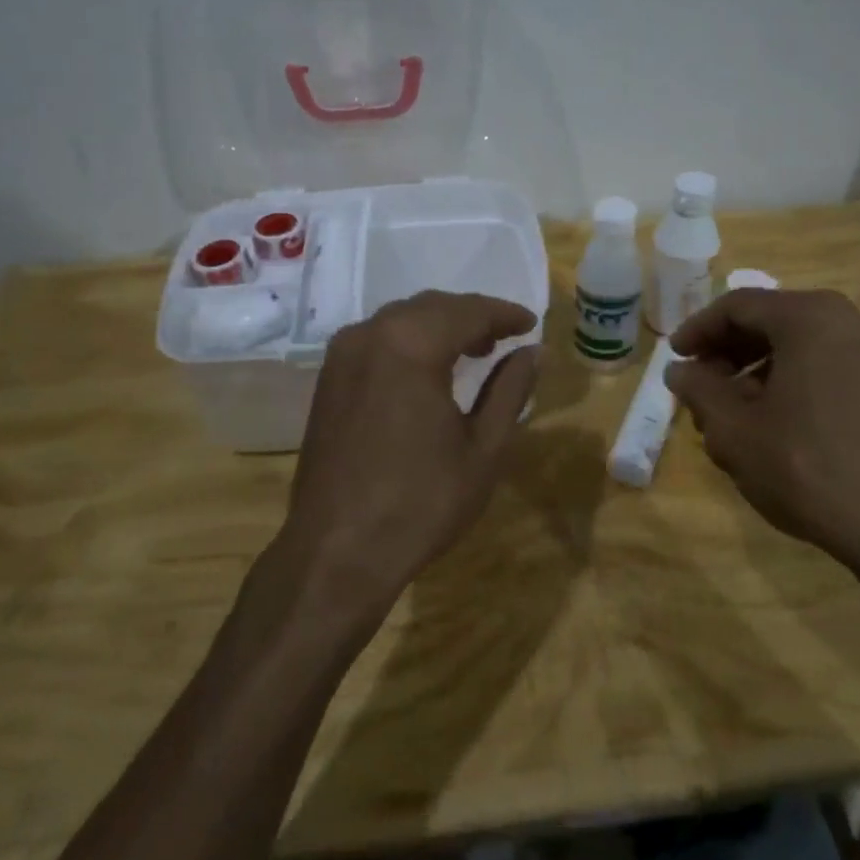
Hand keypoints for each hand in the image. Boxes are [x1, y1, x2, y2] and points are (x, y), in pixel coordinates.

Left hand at [278, 290, 539, 623]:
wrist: (338, 552)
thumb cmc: (421, 503)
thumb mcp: (483, 449)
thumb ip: (510, 390)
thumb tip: (532, 351)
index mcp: (411, 345)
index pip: (467, 311)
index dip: (504, 314)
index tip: (531, 324)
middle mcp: (370, 336)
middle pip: (431, 307)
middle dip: (472, 317)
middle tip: (505, 339)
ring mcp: (341, 356)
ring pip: (401, 320)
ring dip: (440, 327)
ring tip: (474, 352)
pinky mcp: (327, 380)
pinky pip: (377, 340)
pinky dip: (410, 342)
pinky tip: (429, 369)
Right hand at [665, 288, 859, 610]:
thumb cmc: (806, 467)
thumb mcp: (734, 430)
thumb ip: (699, 389)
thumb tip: (679, 370)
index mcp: (811, 317)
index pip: (738, 306)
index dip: (698, 330)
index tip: (674, 358)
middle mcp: (851, 319)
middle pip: (772, 320)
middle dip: (728, 350)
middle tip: (699, 383)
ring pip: (801, 344)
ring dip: (759, 367)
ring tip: (731, 408)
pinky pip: (829, 364)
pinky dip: (794, 378)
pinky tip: (775, 418)